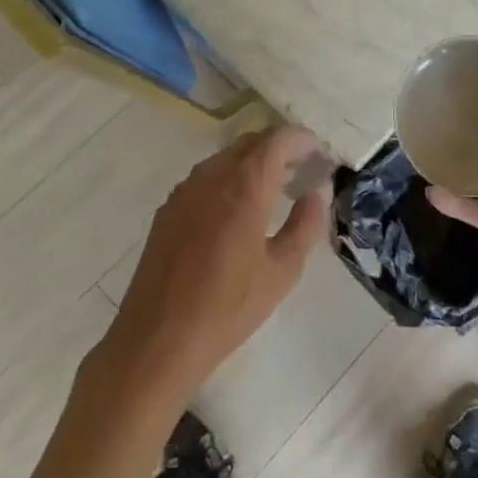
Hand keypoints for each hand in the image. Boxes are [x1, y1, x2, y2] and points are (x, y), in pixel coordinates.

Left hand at [99, 126, 332, 412]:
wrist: (157, 338)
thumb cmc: (228, 308)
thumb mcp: (282, 271)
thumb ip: (306, 223)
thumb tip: (319, 189)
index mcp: (244, 185)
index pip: (277, 140)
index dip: (302, 139)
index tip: (320, 151)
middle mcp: (212, 176)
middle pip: (250, 143)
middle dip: (279, 148)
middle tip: (303, 168)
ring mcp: (185, 190)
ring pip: (225, 158)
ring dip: (252, 162)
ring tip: (274, 187)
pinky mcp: (168, 209)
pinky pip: (205, 177)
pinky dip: (228, 178)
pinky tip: (236, 210)